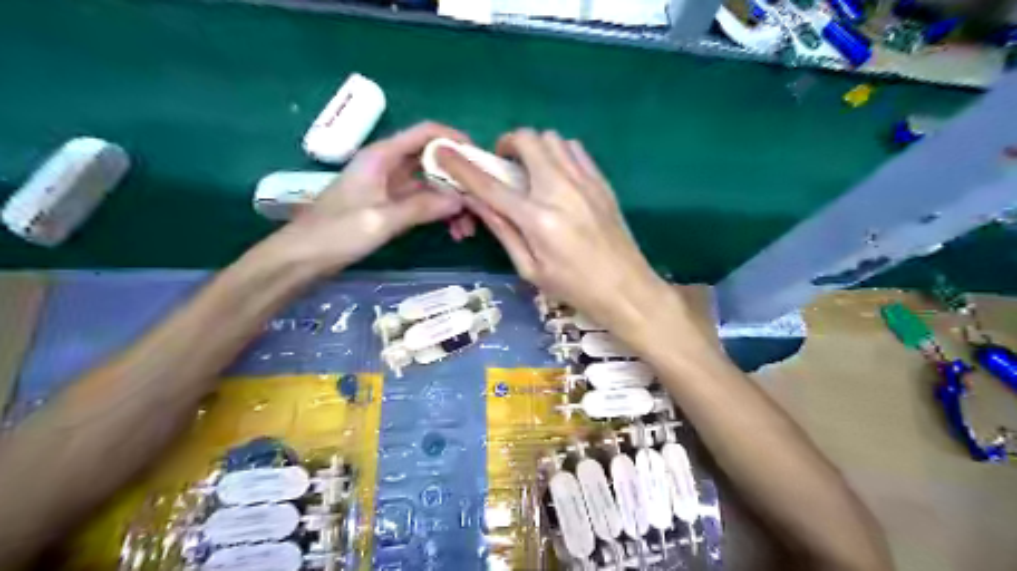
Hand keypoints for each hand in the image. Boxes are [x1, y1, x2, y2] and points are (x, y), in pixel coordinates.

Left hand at [271, 121, 476, 272]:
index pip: (426, 133)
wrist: (302, 258)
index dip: (455, 140)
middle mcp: (388, 166)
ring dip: (452, 203)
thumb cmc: (336, 233)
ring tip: (468, 229)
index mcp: (382, 157)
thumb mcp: (381, 220)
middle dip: (459, 181)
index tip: (480, 159)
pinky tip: (454, 232)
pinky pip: (424, 203)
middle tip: (480, 204)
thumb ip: (422, 207)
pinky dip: (439, 214)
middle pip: (434, 161)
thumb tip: (461, 199)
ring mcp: (390, 187)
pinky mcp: (390, 206)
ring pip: (432, 186)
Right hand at [436, 130, 681, 338]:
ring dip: (534, 148)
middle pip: (528, 140)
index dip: (463, 167)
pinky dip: (558, 152)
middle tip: (505, 166)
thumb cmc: (574, 287)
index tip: (444, 152)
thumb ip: (502, 231)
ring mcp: (585, 181)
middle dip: (507, 145)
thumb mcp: (530, 269)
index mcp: (537, 219)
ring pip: (552, 138)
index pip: (490, 185)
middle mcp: (560, 190)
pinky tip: (557, 176)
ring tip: (532, 171)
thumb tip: (476, 202)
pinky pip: (575, 149)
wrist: (626, 288)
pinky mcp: (601, 181)